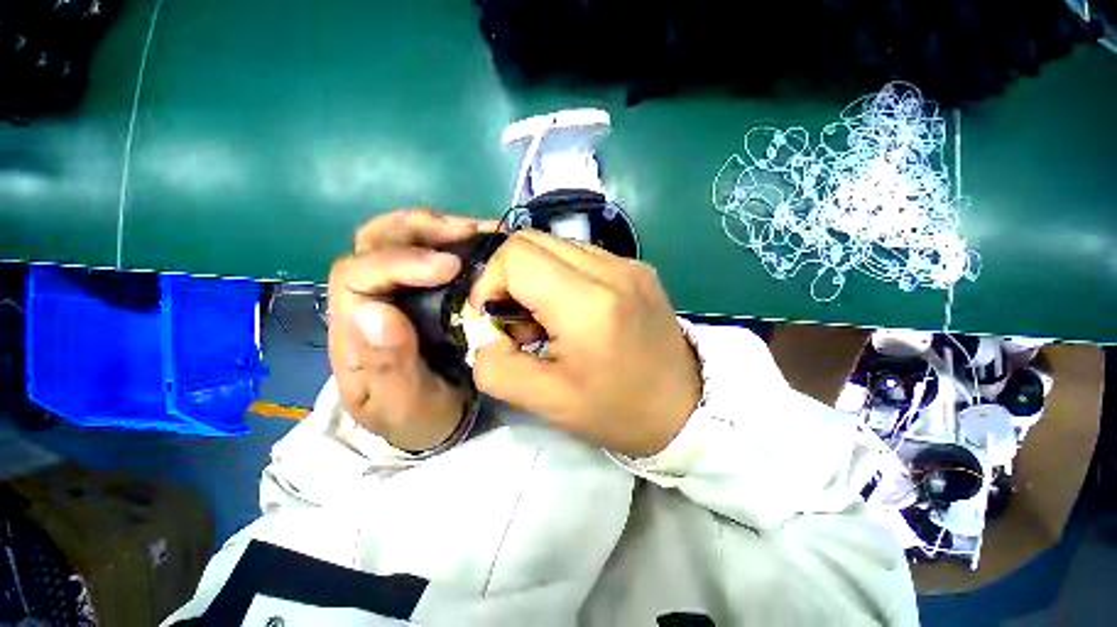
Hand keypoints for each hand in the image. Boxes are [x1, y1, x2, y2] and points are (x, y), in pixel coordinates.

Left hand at [328, 209, 488, 451]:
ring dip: (436, 228)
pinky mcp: (422, 291)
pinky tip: (479, 242)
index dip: (399, 262)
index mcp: (353, 332)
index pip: (356, 277)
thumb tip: (374, 310)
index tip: (449, 267)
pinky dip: (453, 241)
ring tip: (476, 231)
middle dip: (416, 230)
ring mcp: (396, 292)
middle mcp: (368, 301)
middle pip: (372, 244)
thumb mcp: (404, 405)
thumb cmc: (418, 418)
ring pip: (397, 238)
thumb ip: (387, 366)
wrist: (436, 420)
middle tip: (465, 232)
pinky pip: (428, 252)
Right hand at [469, 231, 701, 457]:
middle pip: (533, 240)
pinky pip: (582, 255)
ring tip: (547, 318)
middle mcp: (612, 269)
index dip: (490, 282)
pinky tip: (573, 310)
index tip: (495, 319)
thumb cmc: (616, 410)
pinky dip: (562, 276)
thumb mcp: (546, 401)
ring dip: (537, 277)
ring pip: (556, 245)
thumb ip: (497, 367)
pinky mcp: (638, 267)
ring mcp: (629, 263)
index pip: (516, 256)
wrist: (683, 408)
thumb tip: (484, 333)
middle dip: (510, 278)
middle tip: (519, 321)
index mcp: (589, 303)